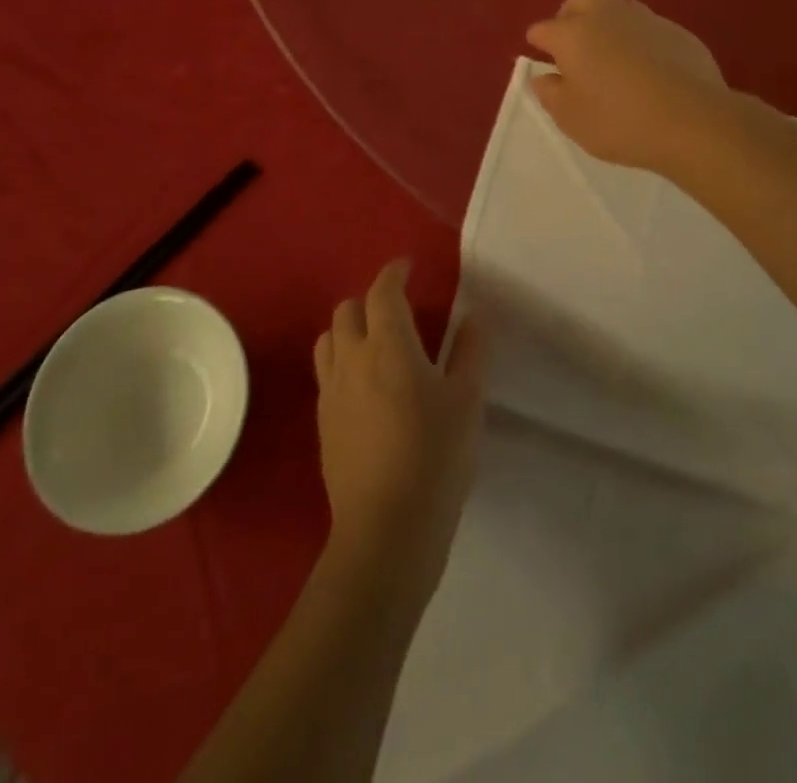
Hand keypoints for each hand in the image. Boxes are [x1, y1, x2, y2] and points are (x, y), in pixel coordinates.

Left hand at [314, 260, 487, 590]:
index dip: (394, 273)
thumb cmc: (435, 457)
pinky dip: (343, 361)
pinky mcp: (323, 421)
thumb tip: (473, 317)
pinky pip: (326, 373)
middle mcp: (352, 358)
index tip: (407, 267)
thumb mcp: (466, 401)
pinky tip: (365, 386)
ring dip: (350, 329)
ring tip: (375, 344)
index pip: (383, 291)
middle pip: (348, 309)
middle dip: (370, 301)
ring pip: (329, 339)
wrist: (387, 528)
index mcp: (389, 345)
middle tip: (397, 311)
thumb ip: (469, 352)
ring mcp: (331, 390)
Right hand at [525, 0, 727, 173]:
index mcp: (572, 34)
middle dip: (571, 16)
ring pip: (618, 9)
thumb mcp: (571, 118)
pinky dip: (640, 42)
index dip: (539, 45)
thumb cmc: (618, 122)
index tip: (545, 63)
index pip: (543, 30)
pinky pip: (648, 29)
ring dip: (608, 26)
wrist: (693, 121)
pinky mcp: (679, 32)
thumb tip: (544, 77)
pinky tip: (648, 71)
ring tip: (613, 61)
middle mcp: (606, 15)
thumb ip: (550, 94)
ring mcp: (646, 19)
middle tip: (575, 48)